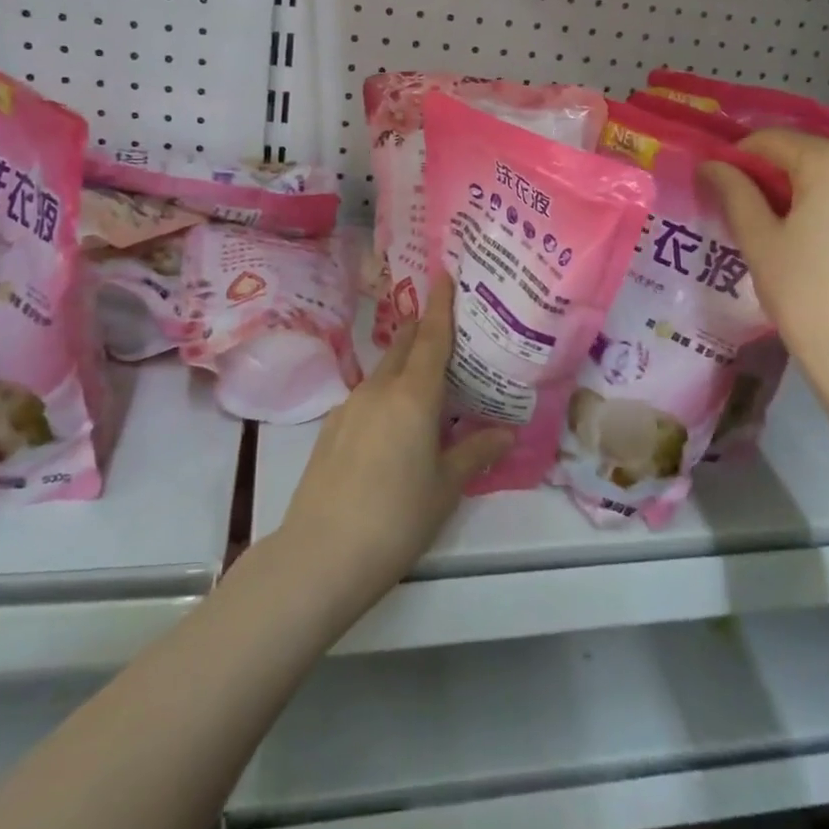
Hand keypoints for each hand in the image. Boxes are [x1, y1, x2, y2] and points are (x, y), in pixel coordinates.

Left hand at [277, 274, 511, 613]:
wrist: (321, 554)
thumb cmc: (397, 517)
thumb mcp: (445, 487)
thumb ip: (476, 452)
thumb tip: (507, 432)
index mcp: (413, 395)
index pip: (431, 336)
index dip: (440, 304)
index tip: (445, 274)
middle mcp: (379, 388)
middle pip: (404, 345)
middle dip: (423, 329)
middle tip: (448, 327)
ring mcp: (350, 406)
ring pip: (384, 371)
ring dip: (405, 364)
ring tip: (428, 380)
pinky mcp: (331, 427)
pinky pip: (367, 395)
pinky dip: (387, 393)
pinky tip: (395, 422)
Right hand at [702, 129, 828, 417]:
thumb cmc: (806, 296)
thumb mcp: (759, 241)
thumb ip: (734, 191)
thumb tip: (712, 165)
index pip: (775, 141)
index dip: (741, 157)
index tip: (722, 182)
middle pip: (816, 160)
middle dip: (782, 179)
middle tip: (756, 215)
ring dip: (820, 198)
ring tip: (800, 240)